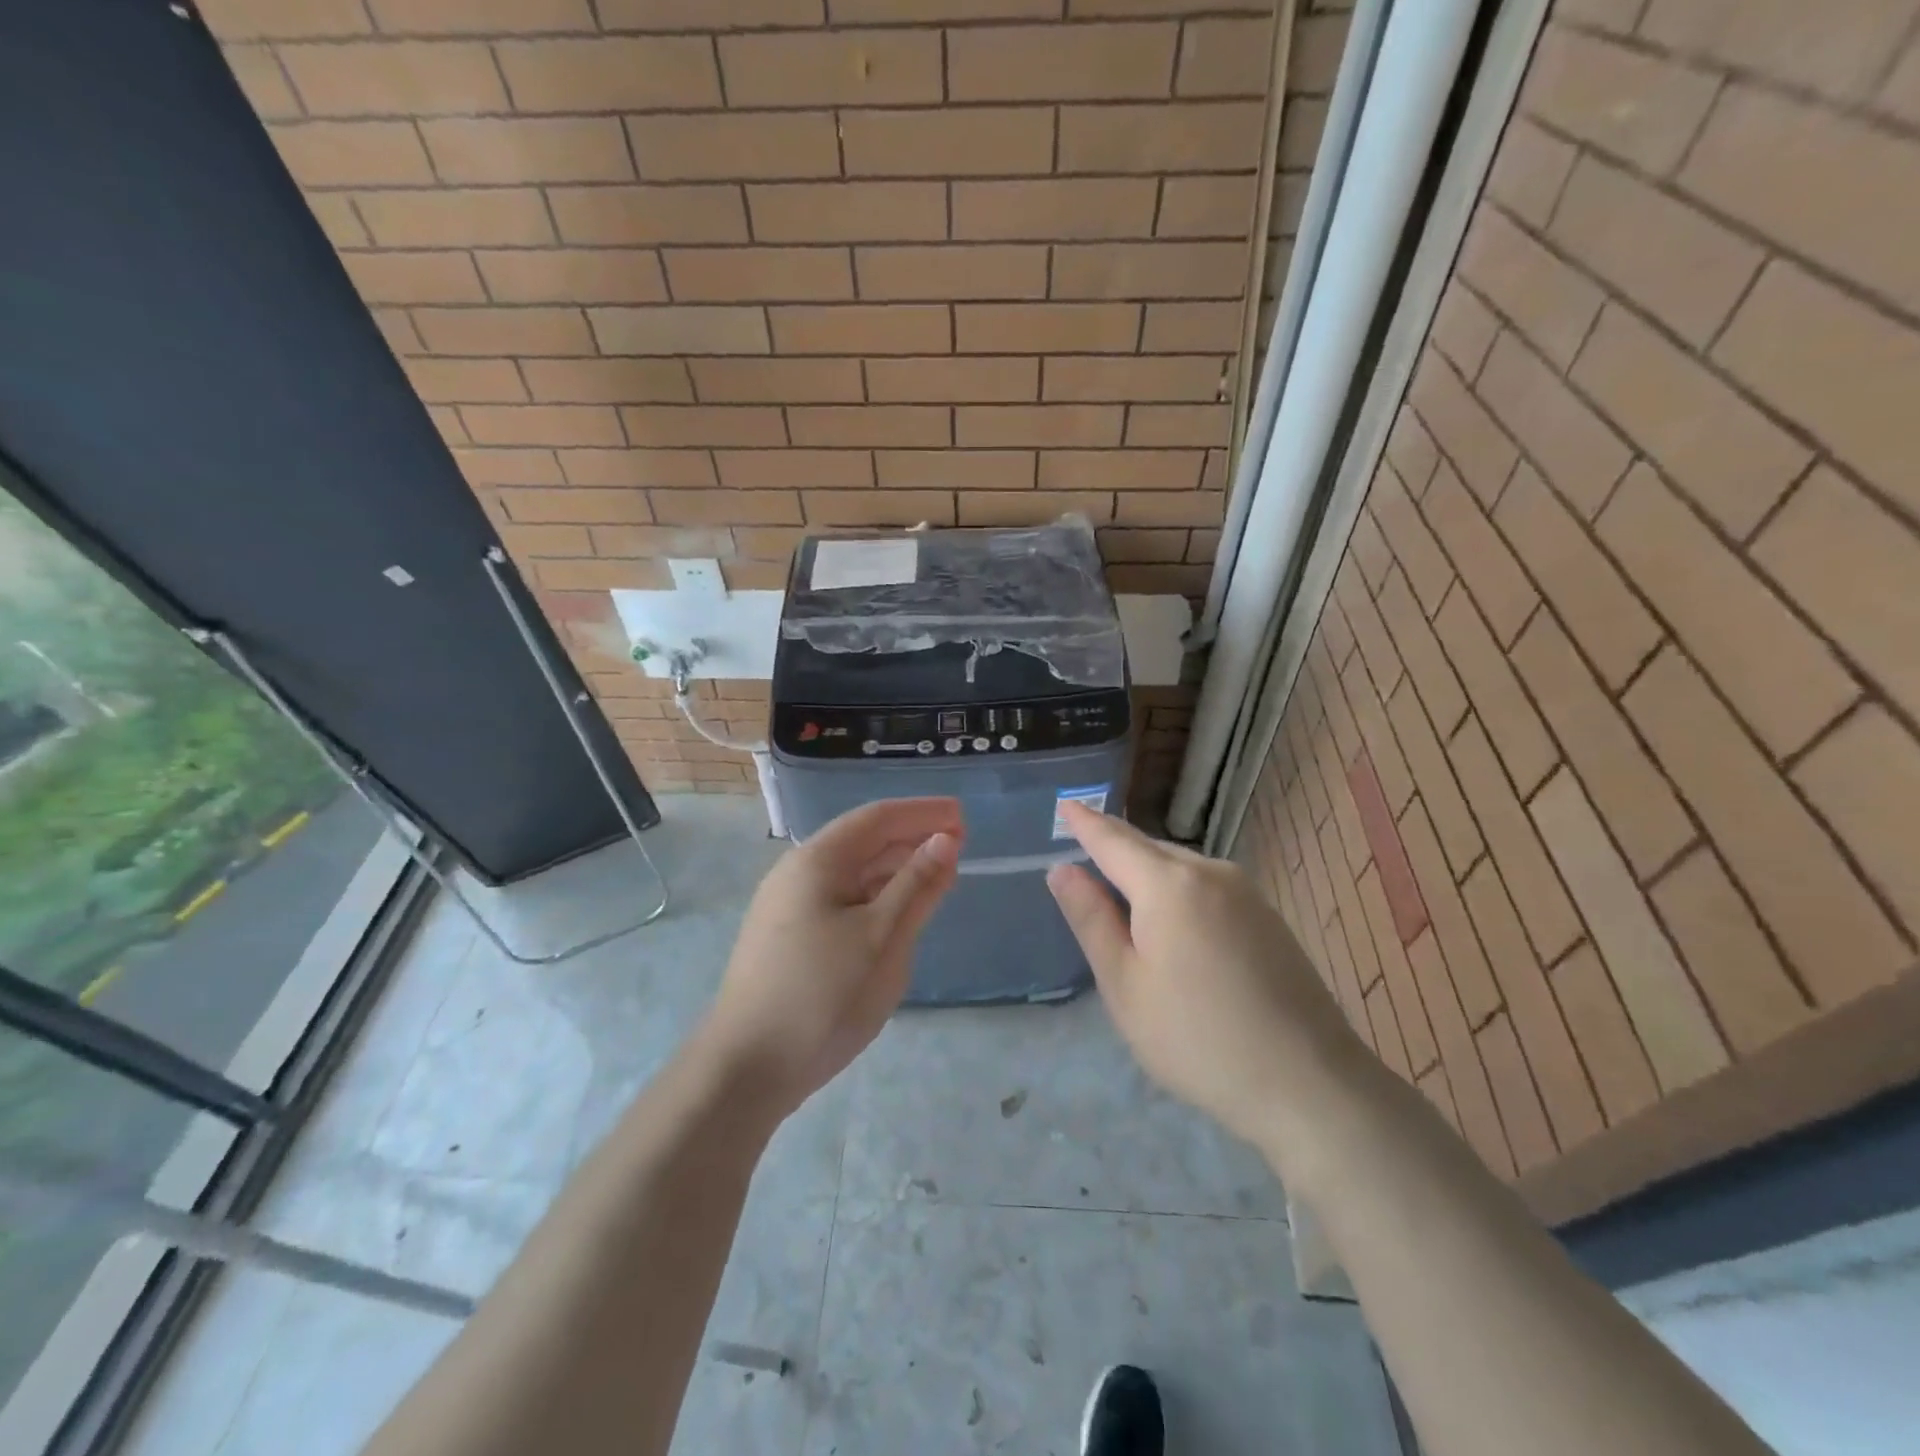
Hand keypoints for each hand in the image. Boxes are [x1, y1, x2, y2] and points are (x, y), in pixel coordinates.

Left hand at [698, 797, 961, 1118]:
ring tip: (937, 876)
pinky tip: (897, 913)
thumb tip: (945, 839)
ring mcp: (788, 907)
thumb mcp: (882, 938)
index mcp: (816, 861)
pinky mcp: (788, 938)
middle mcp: (797, 873)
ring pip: (852, 874)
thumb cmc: (821, 996)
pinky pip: (841, 901)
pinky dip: (876, 897)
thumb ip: (916, 885)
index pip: (877, 818)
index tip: (963, 814)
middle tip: (959, 844)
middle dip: (911, 838)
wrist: (745, 1070)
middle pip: (862, 842)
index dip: (922, 812)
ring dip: (895, 869)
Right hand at [1046, 802, 1362, 1156]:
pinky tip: (1174, 925)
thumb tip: (1062, 869)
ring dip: (1146, 873)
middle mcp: (1209, 871)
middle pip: (1148, 849)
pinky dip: (1177, 891)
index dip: (1084, 823)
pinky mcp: (1267, 916)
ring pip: (1179, 867)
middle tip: (1084, 857)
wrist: (1309, 1083)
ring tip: (1122, 897)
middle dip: (1114, 849)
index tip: (1065, 804)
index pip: (1112, 840)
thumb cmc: (1197, 1039)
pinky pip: (1206, 886)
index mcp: (1168, 884)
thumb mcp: (1125, 985)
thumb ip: (1091, 919)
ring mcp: (1246, 891)